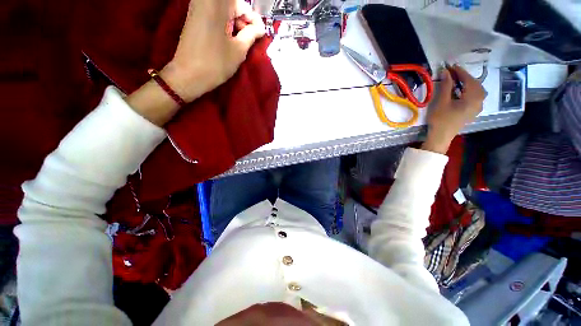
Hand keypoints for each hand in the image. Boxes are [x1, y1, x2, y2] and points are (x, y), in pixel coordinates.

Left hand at [126, 0, 264, 125]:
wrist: (189, 75)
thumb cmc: (216, 63)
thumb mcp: (239, 50)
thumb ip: (252, 34)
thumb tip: (260, 28)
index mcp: (217, 4)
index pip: (243, 5)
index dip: (253, 19)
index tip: (259, 35)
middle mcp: (206, 0)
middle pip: (233, 5)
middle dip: (244, 20)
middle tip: (249, 39)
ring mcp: (197, 7)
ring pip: (224, 10)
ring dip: (235, 23)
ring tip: (239, 42)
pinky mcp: (194, 17)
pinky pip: (215, 14)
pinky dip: (225, 24)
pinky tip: (228, 39)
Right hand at [422, 65, 485, 153]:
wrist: (441, 136)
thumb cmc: (440, 119)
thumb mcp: (442, 102)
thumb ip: (446, 85)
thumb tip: (446, 71)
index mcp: (473, 98)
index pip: (469, 80)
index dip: (461, 72)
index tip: (451, 66)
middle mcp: (479, 101)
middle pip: (476, 84)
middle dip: (466, 77)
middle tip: (454, 73)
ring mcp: (477, 107)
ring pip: (478, 91)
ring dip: (469, 84)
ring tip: (458, 81)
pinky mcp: (474, 112)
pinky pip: (476, 97)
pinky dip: (470, 91)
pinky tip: (463, 92)